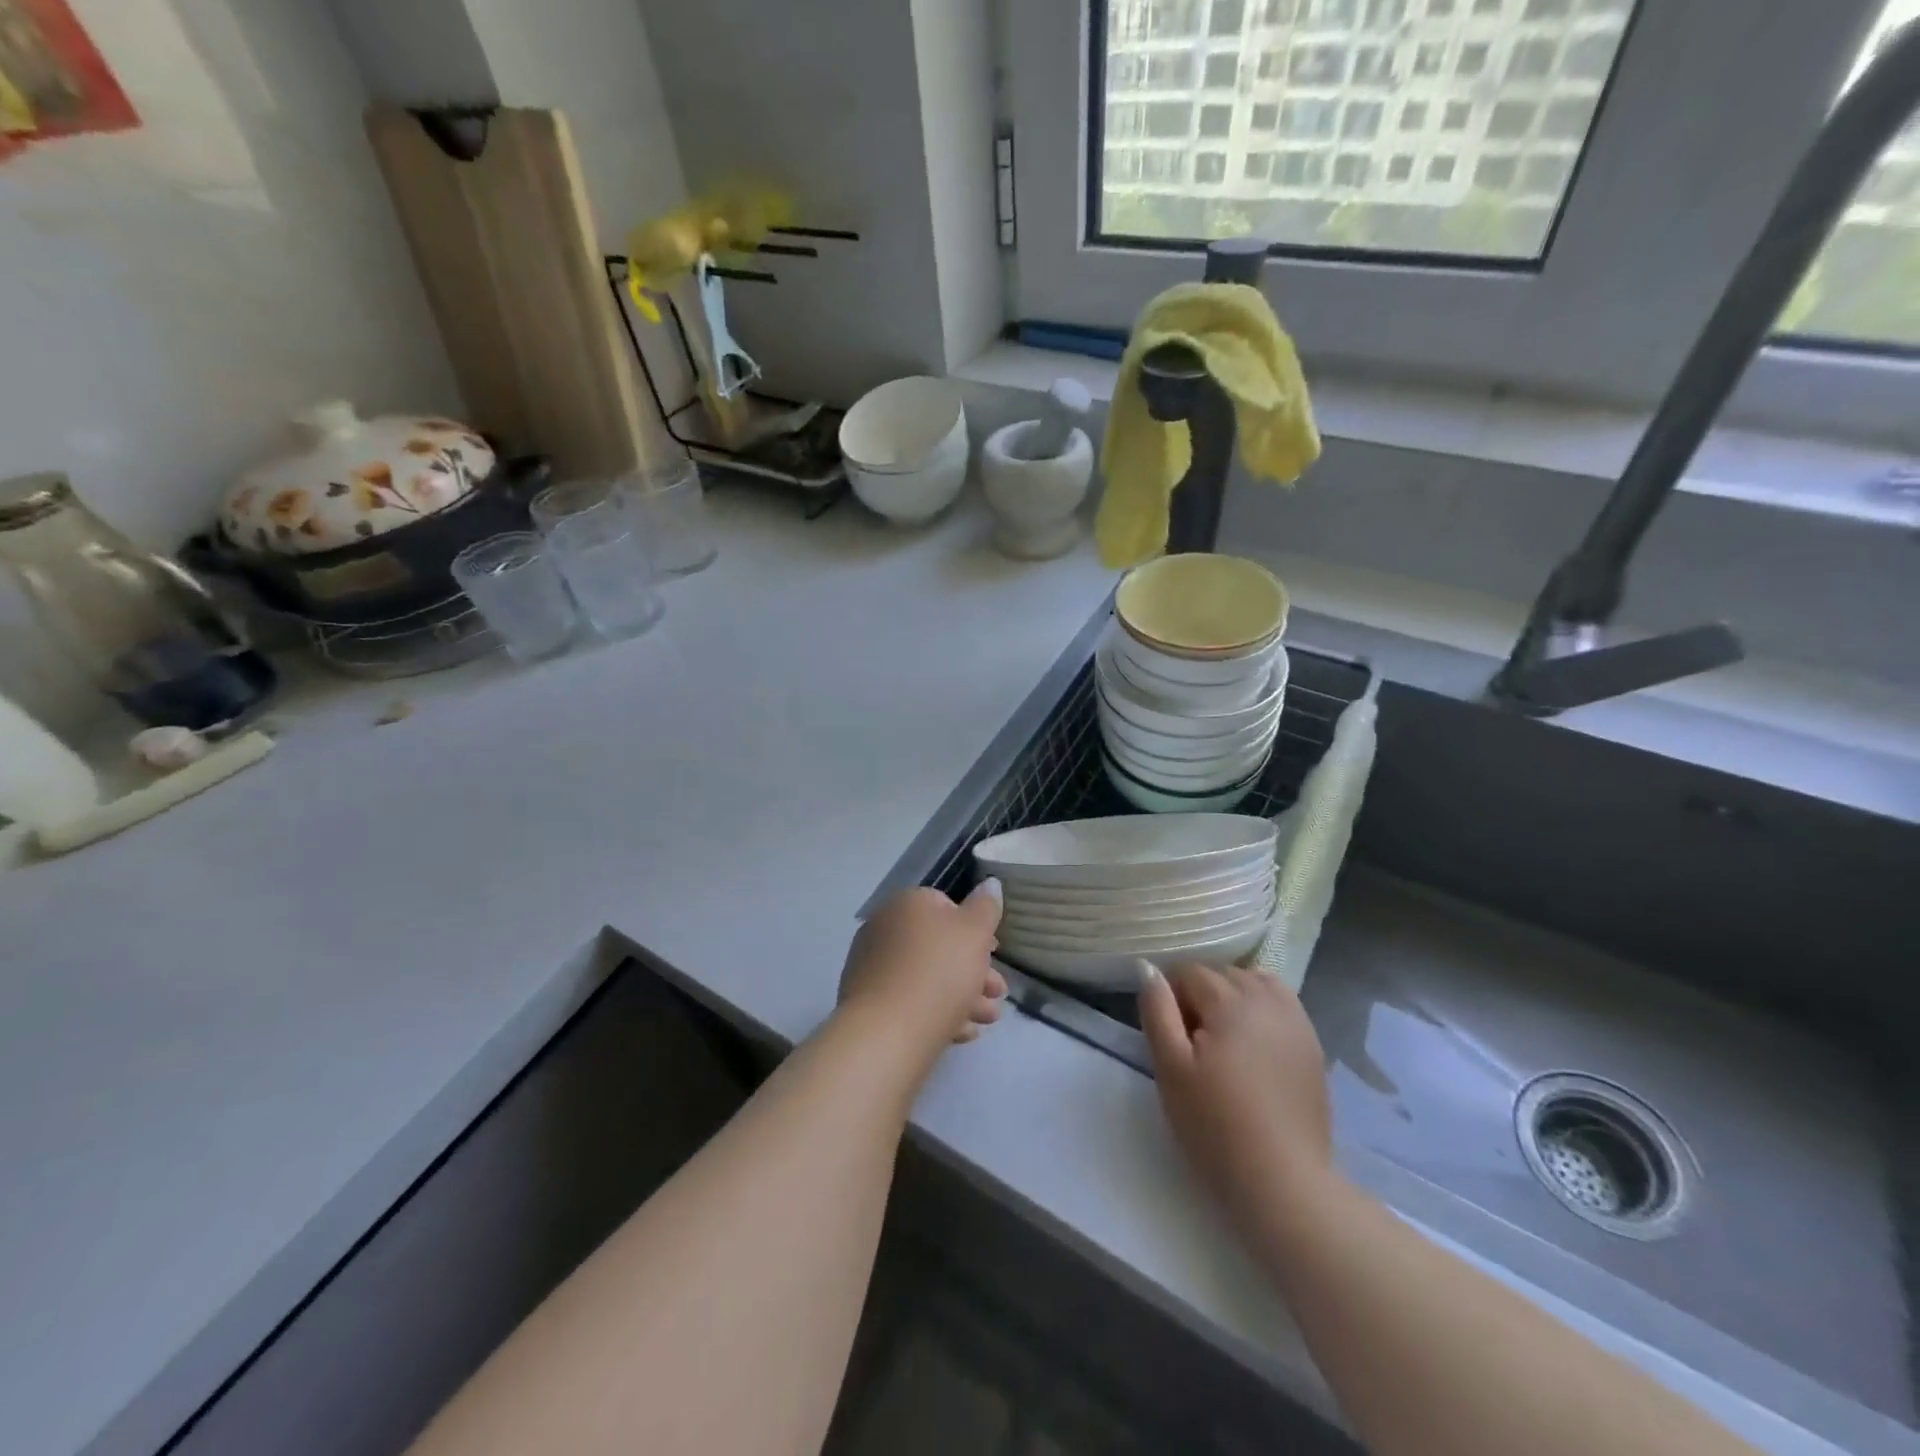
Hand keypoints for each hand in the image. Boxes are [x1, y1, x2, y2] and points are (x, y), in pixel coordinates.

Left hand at [838, 883, 1006, 1053]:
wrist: (887, 1032)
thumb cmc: (939, 972)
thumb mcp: (975, 933)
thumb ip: (986, 907)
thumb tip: (990, 883)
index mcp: (908, 904)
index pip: (946, 906)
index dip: (976, 929)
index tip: (995, 953)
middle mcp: (885, 928)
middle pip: (939, 946)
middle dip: (974, 969)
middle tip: (997, 992)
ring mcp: (873, 966)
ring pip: (927, 976)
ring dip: (963, 995)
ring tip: (988, 1019)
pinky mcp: (869, 1002)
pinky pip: (910, 1000)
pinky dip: (938, 1012)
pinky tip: (962, 1032)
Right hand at [1138, 963, 1332, 1236]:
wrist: (1283, 1183)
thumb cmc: (1214, 1125)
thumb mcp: (1170, 1067)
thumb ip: (1157, 1010)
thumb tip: (1147, 968)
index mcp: (1229, 1000)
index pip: (1188, 973)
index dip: (1171, 1001)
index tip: (1171, 1040)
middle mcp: (1266, 998)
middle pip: (1221, 974)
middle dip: (1201, 997)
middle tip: (1194, 1047)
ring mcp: (1295, 1021)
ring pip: (1252, 982)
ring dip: (1232, 998)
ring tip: (1223, 1042)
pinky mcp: (1312, 1044)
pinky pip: (1281, 1002)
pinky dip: (1262, 1007)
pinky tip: (1254, 1043)